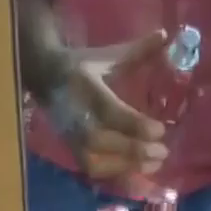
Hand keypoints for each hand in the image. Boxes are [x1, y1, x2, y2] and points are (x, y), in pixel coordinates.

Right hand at [42, 32, 170, 180]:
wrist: (46, 79)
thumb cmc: (81, 67)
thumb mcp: (106, 56)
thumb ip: (136, 52)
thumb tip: (165, 35)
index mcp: (85, 88)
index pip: (112, 113)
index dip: (136, 126)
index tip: (161, 131)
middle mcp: (76, 117)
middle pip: (104, 141)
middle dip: (135, 150)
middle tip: (162, 152)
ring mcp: (72, 138)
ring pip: (98, 162)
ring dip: (127, 166)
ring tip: (154, 165)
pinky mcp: (73, 153)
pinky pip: (95, 170)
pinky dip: (116, 174)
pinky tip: (137, 173)